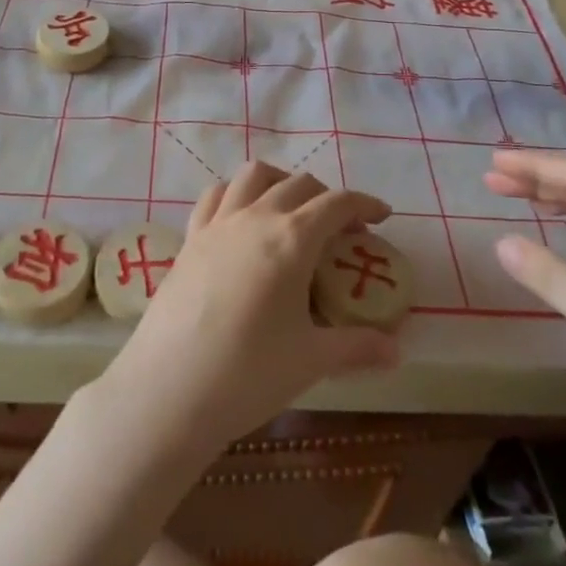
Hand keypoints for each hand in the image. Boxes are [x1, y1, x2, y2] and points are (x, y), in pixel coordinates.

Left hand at [94, 162, 399, 460]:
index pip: (336, 203)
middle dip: (327, 197)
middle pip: (299, 184)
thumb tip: (396, 351)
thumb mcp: (311, 360)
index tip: (382, 215)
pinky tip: (242, 219)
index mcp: (292, 239)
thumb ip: (356, 347)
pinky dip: (237, 193)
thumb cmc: (248, 374)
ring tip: (292, 211)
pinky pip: (216, 195)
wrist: (169, 390)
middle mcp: (256, 217)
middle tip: (343, 229)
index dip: (364, 203)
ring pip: (254, 175)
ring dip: (281, 182)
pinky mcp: (190, 237)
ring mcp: (218, 223)